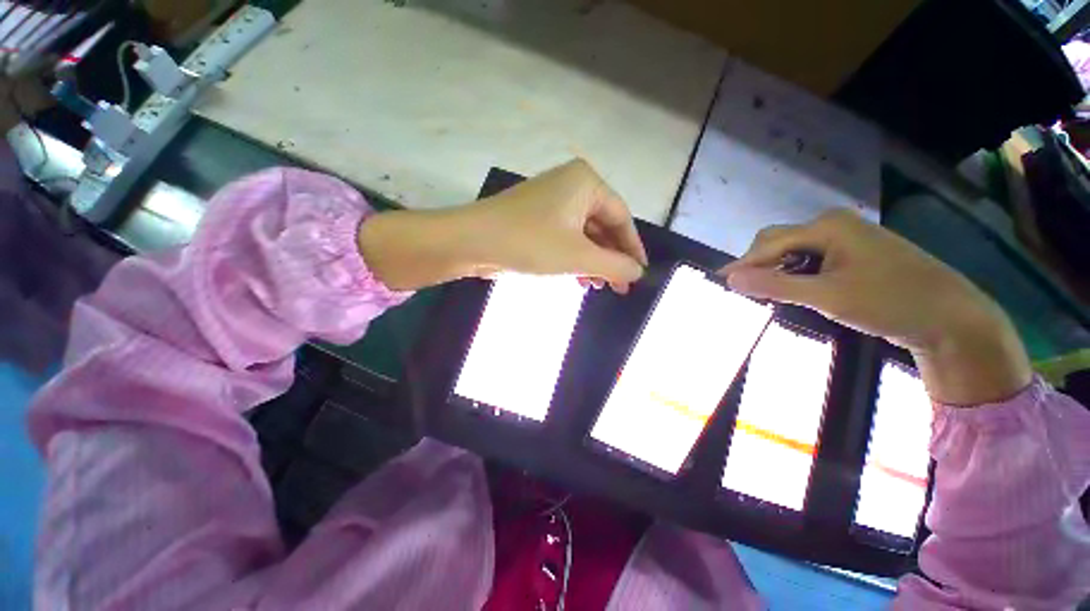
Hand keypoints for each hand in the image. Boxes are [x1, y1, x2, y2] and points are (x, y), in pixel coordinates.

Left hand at [358, 159, 647, 292]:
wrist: (470, 242)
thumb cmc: (529, 243)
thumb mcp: (578, 257)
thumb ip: (614, 265)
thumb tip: (638, 273)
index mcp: (586, 182)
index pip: (621, 217)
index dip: (633, 248)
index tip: (640, 273)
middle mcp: (571, 186)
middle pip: (603, 226)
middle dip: (611, 258)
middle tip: (620, 287)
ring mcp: (551, 202)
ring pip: (584, 235)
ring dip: (593, 262)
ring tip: (600, 286)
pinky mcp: (537, 218)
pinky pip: (566, 238)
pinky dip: (575, 258)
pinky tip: (580, 278)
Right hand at [719, 210, 1031, 405]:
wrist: (949, 317)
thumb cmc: (889, 302)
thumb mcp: (827, 297)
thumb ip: (775, 286)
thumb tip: (730, 279)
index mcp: (827, 226)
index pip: (769, 244)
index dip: (743, 264)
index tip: (720, 282)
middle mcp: (833, 225)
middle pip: (778, 241)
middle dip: (758, 265)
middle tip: (746, 291)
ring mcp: (844, 238)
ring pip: (792, 251)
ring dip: (775, 270)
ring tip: (766, 293)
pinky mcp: (852, 253)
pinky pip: (809, 258)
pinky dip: (793, 273)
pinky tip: (792, 289)